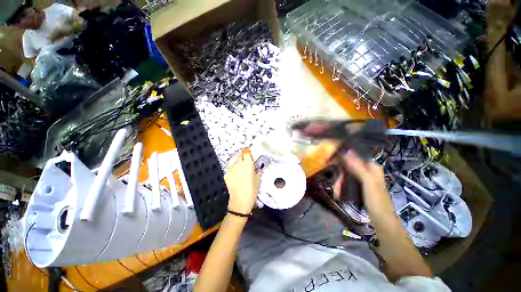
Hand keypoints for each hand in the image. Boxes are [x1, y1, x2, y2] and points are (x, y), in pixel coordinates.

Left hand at [224, 150, 260, 214]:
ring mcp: (231, 169)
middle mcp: (238, 164)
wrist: (240, 200)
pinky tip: (235, 176)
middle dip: (242, 156)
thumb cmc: (252, 189)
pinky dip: (232, 170)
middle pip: (239, 155)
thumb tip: (256, 169)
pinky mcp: (226, 175)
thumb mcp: (258, 180)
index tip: (250, 156)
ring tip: (239, 168)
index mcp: (247, 163)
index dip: (248, 153)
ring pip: (233, 161)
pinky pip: (230, 170)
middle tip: (245, 161)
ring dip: (236, 162)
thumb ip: (257, 172)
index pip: (247, 153)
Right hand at [341, 151, 393, 217]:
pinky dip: (343, 187)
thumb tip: (346, 152)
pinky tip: (339, 193)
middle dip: (340, 177)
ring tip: (336, 193)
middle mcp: (367, 171)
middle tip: (335, 187)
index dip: (342, 159)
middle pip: (348, 168)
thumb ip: (358, 167)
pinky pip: (348, 183)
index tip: (332, 162)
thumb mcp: (367, 181)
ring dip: (340, 184)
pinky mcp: (360, 187)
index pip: (354, 158)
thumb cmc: (376, 200)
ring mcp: (363, 179)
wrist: (382, 220)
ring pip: (347, 176)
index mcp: (372, 167)